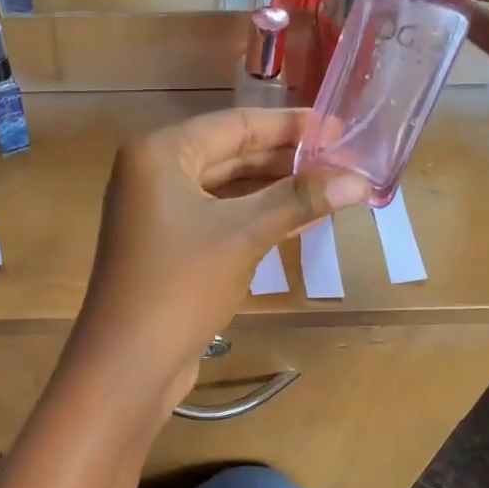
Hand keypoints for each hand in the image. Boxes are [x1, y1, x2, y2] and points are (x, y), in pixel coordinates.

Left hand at [69, 108, 367, 419]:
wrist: (128, 362)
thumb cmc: (181, 285)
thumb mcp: (244, 236)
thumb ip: (299, 201)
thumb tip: (360, 179)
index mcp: (161, 153)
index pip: (237, 124)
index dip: (292, 127)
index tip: (341, 129)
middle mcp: (153, 174)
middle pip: (231, 154)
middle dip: (286, 160)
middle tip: (342, 163)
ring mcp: (156, 212)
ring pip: (225, 189)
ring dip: (274, 191)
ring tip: (329, 189)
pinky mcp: (165, 246)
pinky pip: (216, 219)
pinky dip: (253, 218)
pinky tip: (296, 221)